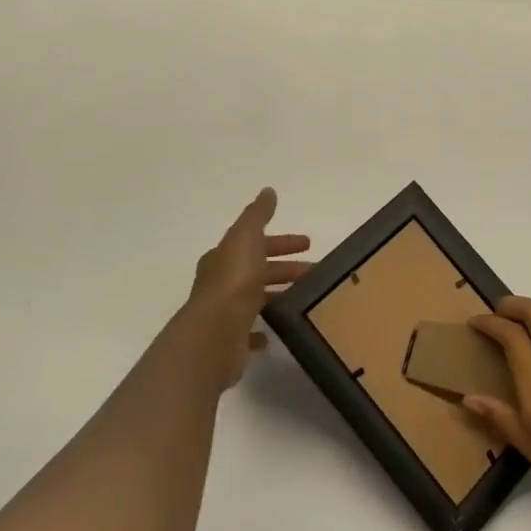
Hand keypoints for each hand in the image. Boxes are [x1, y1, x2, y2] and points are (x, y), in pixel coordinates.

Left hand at [182, 188, 310, 388]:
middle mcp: (222, 282)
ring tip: (307, 297)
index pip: (256, 242)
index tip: (308, 243)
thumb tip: (268, 191)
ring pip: (257, 298)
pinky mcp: (231, 339)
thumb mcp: (246, 236)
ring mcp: (226, 312)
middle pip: (259, 270)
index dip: (282, 241)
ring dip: (280, 294)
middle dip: (286, 267)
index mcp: (225, 257)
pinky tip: (280, 328)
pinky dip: (264, 328)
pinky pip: (251, 330)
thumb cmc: (233, 280)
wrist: (214, 333)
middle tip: (316, 270)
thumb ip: (258, 214)